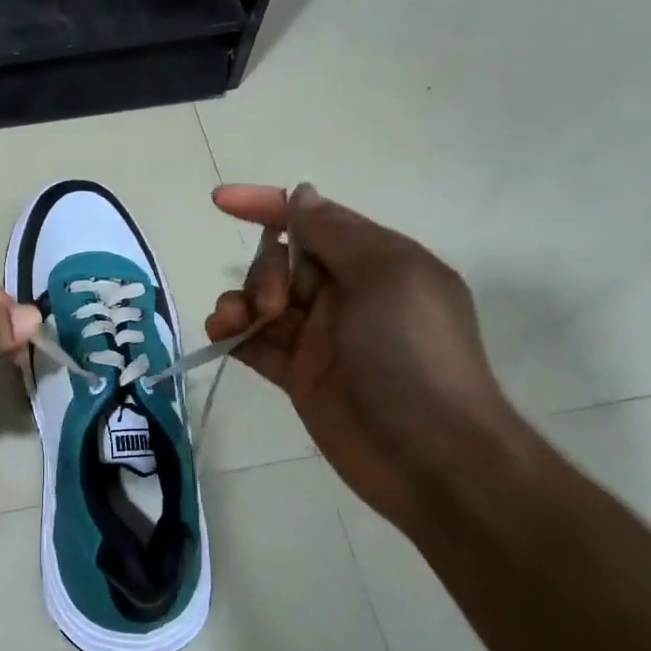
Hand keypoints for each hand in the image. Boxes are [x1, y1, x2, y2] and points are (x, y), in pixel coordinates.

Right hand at [206, 184, 518, 527]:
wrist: (429, 456)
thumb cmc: (413, 354)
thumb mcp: (385, 276)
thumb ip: (335, 234)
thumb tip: (301, 195)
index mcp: (376, 262)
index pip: (313, 220)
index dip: (267, 205)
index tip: (221, 202)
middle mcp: (346, 294)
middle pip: (282, 262)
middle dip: (264, 272)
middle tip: (273, 306)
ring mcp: (321, 337)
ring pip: (263, 302)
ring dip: (239, 303)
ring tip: (233, 323)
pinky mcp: (299, 375)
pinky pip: (256, 343)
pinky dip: (233, 334)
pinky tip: (220, 336)